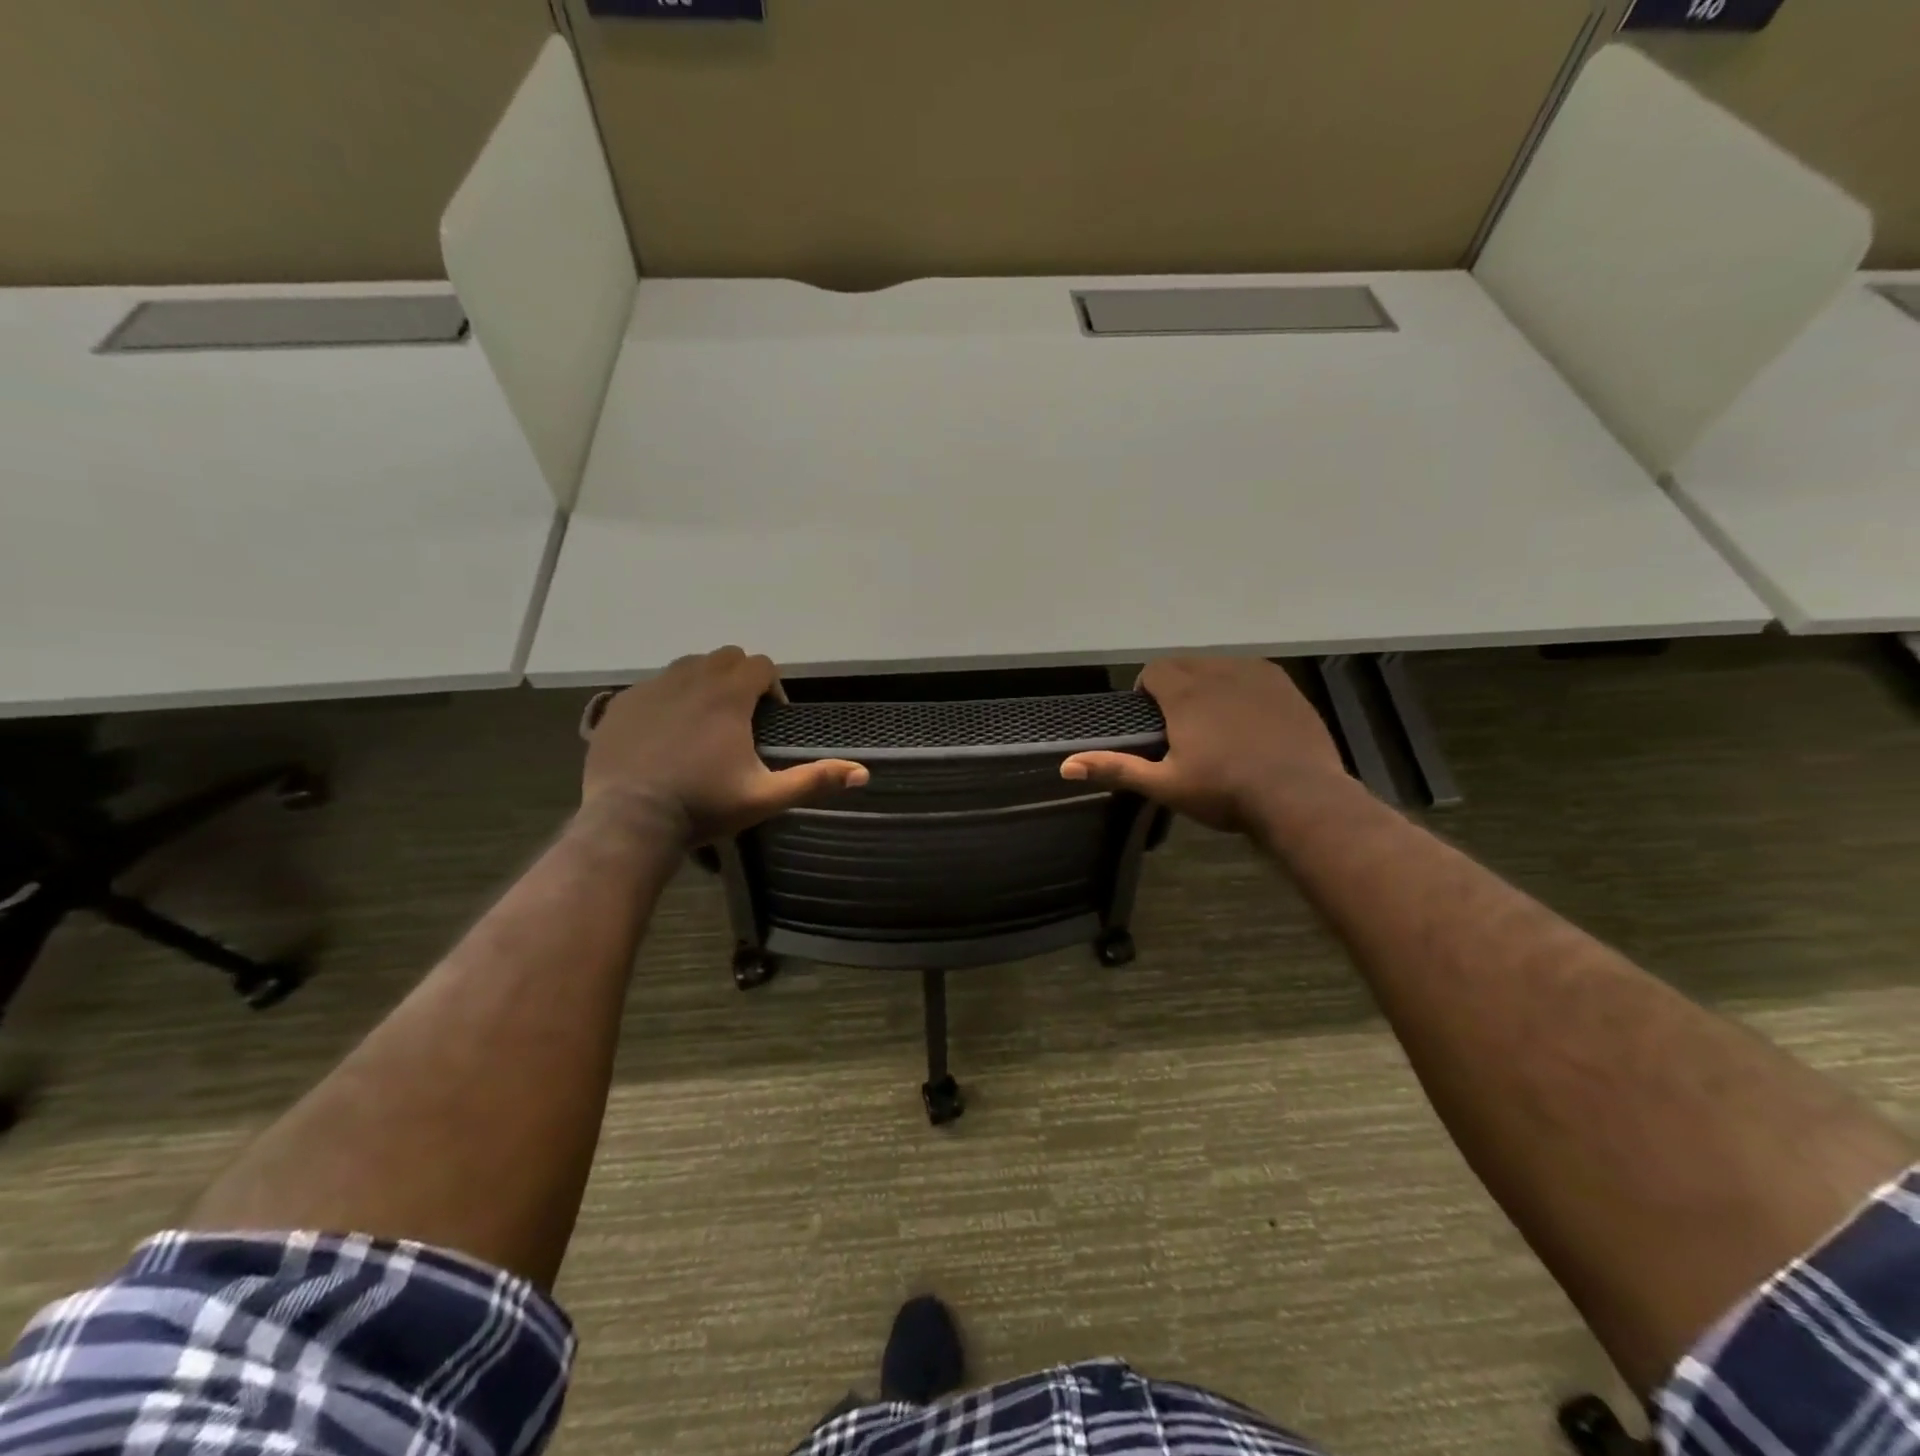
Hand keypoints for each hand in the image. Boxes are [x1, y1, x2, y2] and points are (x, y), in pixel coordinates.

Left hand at [581, 647, 867, 846]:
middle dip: (739, 678)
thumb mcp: (764, 797)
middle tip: (740, 719)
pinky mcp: (621, 702)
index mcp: (728, 695)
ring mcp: (651, 687)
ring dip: (703, 683)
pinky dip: (667, 699)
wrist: (628, 820)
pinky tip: (665, 735)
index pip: (760, 664)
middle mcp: (690, 678)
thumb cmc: (703, 806)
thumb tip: (863, 774)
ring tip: (703, 723)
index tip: (770, 719)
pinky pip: (653, 686)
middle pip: (726, 656)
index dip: (772, 686)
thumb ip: (814, 780)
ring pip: (688, 666)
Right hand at [1060, 658, 1346, 834]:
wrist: (1299, 797)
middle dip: (1176, 687)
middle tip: (1182, 727)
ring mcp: (1255, 676)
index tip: (1154, 723)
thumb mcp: (1165, 785)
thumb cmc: (1225, 792)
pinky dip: (1240, 687)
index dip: (1147, 692)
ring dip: (1208, 684)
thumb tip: (1065, 766)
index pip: (1154, 671)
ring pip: (1218, 666)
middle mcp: (1218, 672)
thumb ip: (1116, 769)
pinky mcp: (1284, 685)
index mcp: (1185, 693)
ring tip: (1215, 722)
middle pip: (1184, 665)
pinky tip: (1249, 719)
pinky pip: (1251, 673)